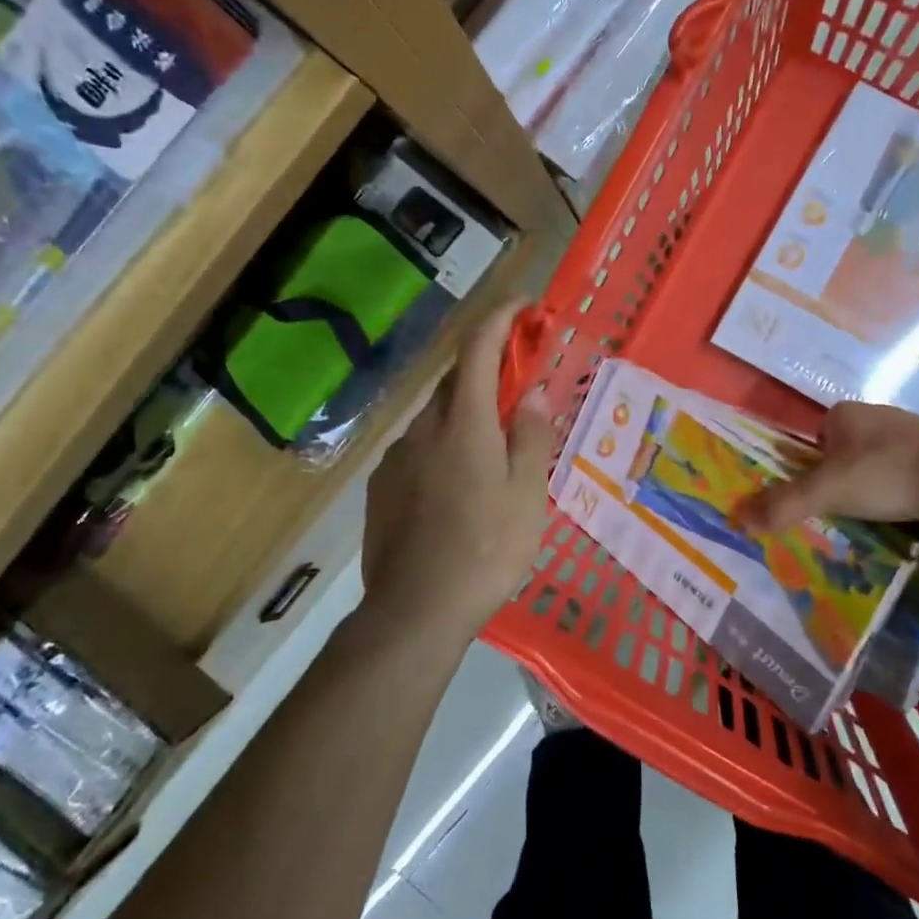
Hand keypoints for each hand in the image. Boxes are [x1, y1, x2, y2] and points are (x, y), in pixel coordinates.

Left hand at [359, 301, 553, 645]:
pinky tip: (459, 484)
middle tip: (523, 384)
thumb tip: (535, 391)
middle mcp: (424, 428)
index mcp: (464, 423)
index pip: (478, 347)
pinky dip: (445, 444)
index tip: (525, 306)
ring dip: (467, 412)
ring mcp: (397, 457)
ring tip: (495, 448)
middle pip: (458, 379)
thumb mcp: (528, 495)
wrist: (414, 612)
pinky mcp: (382, 485)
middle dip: (490, 367)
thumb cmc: (486, 551)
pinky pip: (420, 447)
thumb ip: (532, 435)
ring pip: (438, 416)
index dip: (501, 317)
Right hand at [740, 400, 918, 533]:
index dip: (811, 466)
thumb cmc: (887, 474)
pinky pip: (908, 467)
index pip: (815, 437)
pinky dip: (903, 486)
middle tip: (844, 508)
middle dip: (842, 476)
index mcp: (844, 413)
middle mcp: (876, 412)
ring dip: (874, 482)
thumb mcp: (828, 492)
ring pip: (877, 459)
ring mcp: (911, 428)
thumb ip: (784, 504)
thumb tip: (736, 518)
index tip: (819, 495)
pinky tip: (909, 507)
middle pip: (845, 449)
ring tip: (878, 512)